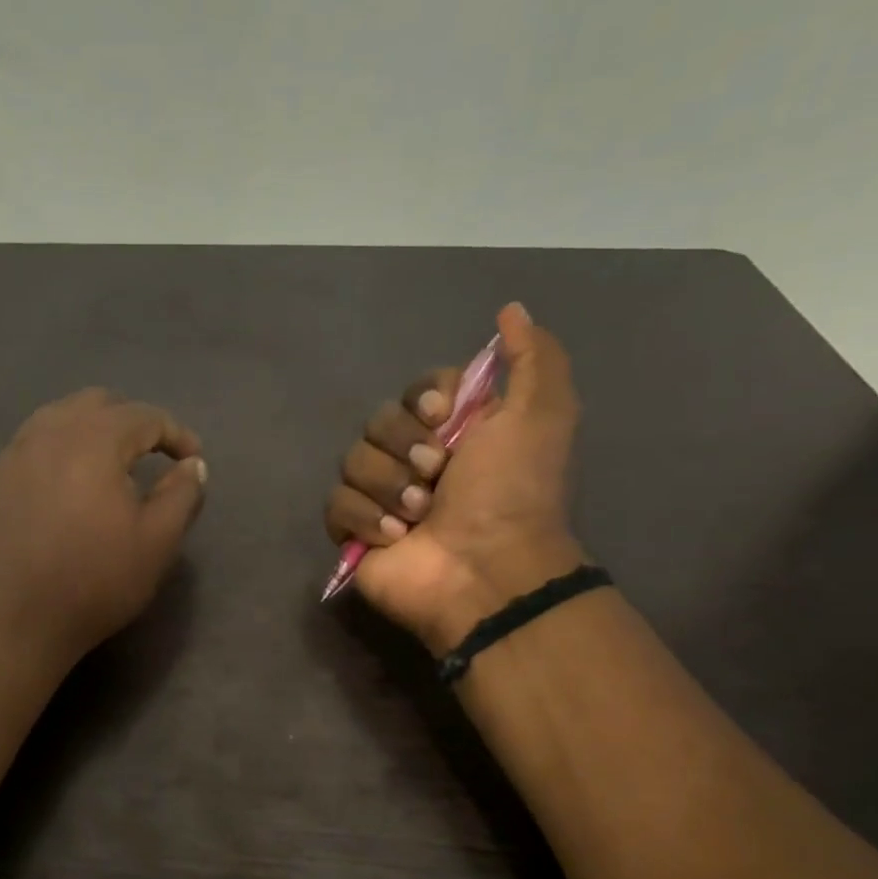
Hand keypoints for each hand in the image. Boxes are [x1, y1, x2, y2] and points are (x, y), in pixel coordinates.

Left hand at [0, 388, 207, 669]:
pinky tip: (70, 479)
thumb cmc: (96, 581)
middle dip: (133, 421)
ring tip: (111, 464)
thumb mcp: (157, 542)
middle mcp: (50, 432)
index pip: (144, 416)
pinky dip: (62, 445)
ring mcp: (16, 452)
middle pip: (98, 403)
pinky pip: (35, 439)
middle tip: (152, 456)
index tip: (192, 460)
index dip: (176, 433)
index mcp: (94, 441)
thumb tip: (193, 464)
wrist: (18, 621)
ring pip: (61, 415)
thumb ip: (182, 494)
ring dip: (94, 428)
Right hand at [324, 302, 585, 653]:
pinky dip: (365, 518)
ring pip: (352, 462)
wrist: (485, 568)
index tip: (440, 414)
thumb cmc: (512, 492)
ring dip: (388, 486)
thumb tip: (512, 310)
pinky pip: (336, 505)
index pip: (416, 391)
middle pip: (377, 423)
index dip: (421, 398)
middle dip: (404, 446)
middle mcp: (416, 460)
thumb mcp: (541, 415)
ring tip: (419, 515)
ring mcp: (382, 497)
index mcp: (454, 432)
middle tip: (437, 474)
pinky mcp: (355, 533)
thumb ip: (533, 358)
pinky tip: (395, 537)